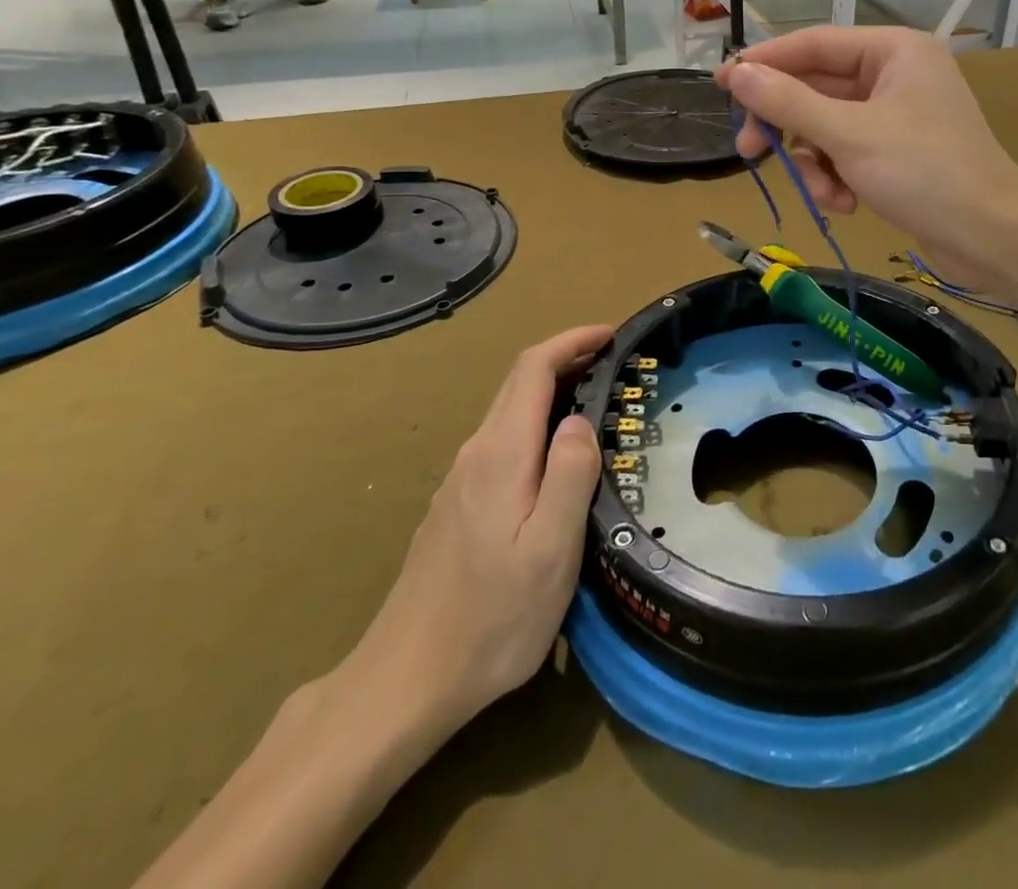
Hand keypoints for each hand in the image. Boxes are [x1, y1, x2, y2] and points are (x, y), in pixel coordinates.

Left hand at [335, 325, 611, 745]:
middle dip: (565, 357)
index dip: (572, 341)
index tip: (611, 334)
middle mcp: (475, 454)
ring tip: (595, 401)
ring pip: (509, 412)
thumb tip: (580, 419)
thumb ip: (570, 474)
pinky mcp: (455, 506)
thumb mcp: (551, 550)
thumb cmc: (491, 619)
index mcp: (500, 454)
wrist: (404, 683)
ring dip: (552, 390)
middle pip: (518, 383)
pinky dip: (536, 422)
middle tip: (613, 361)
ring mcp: (460, 481)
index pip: (533, 369)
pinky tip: (555, 455)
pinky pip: (502, 441)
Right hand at [716, 27, 1017, 281]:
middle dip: (788, 126)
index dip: (765, 62)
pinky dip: (839, 177)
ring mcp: (898, 114)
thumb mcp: (848, 135)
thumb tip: (737, 72)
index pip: (814, 44)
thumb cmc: (924, 172)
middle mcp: (896, 74)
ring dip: (815, 163)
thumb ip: (789, 102)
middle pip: (818, 88)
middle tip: (748, 151)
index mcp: (893, 50)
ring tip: (825, 195)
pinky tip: (847, 204)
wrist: (991, 236)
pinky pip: (849, 152)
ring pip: (829, 127)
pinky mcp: (899, 151)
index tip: (722, 82)